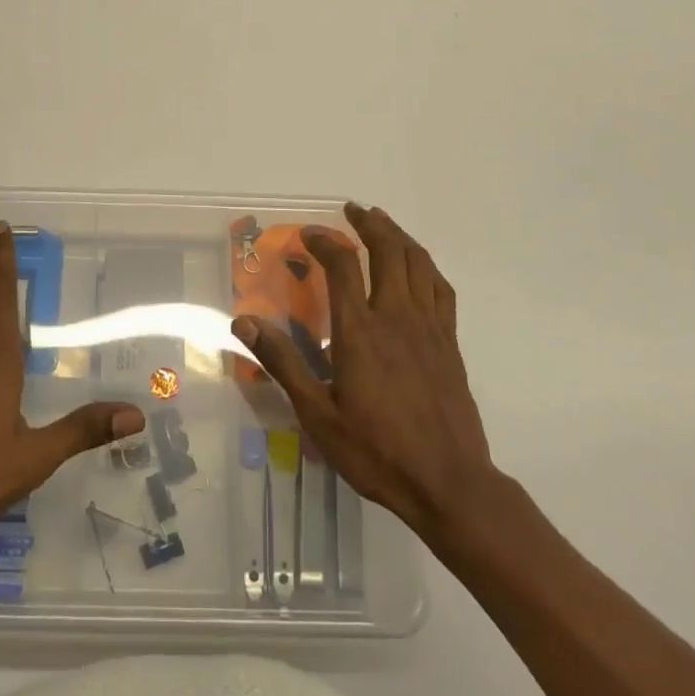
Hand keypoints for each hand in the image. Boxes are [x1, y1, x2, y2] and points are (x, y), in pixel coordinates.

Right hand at [231, 201, 495, 541]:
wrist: (449, 485)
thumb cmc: (377, 451)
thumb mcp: (318, 415)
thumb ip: (284, 364)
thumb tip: (244, 323)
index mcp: (360, 331)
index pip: (342, 266)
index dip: (324, 242)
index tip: (307, 235)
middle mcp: (396, 317)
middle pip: (387, 251)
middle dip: (368, 224)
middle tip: (351, 210)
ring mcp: (429, 328)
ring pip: (417, 263)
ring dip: (398, 236)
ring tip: (382, 223)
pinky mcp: (450, 343)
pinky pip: (441, 289)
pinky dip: (426, 266)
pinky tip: (417, 266)